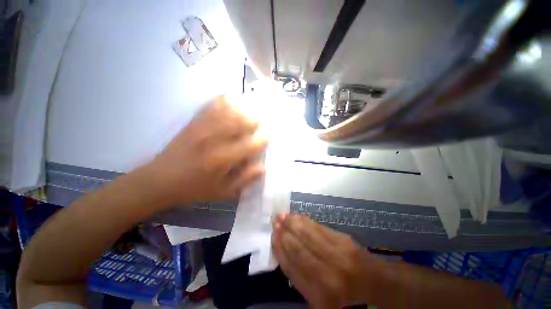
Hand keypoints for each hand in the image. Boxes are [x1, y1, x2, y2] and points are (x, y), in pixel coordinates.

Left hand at [145, 95, 267, 206]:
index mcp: (222, 159)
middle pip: (240, 123)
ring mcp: (202, 129)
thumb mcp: (222, 192)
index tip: (271, 134)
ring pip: (228, 112)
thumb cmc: (194, 189)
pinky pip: (210, 107)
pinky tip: (230, 97)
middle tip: (264, 117)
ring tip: (252, 106)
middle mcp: (214, 140)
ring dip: (243, 108)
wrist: (159, 181)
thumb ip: (244, 180)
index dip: (263, 138)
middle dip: (255, 118)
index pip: (250, 144)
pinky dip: (222, 100)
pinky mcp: (193, 124)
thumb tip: (262, 167)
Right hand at [272, 214, 372, 308]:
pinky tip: (297, 216)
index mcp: (319, 295)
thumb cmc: (344, 293)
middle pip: (299, 250)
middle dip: (284, 234)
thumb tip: (283, 254)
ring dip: (292, 224)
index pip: (292, 269)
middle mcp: (328, 276)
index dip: (280, 250)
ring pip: (308, 235)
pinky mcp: (344, 240)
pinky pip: (319, 228)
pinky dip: (306, 221)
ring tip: (282, 215)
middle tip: (274, 221)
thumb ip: (300, 280)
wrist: (372, 280)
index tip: (272, 237)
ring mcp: (338, 256)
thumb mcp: (320, 299)